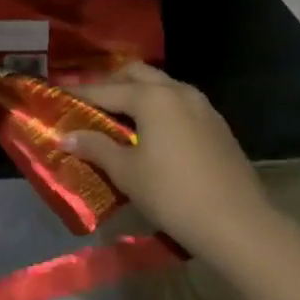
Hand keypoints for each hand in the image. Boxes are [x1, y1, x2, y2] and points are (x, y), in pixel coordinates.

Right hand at [64, 62, 275, 265]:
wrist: (240, 225)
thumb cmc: (174, 195)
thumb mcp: (127, 173)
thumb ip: (96, 148)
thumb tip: (66, 136)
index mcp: (152, 97)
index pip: (106, 90)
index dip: (80, 94)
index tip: (59, 95)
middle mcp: (177, 91)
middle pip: (137, 74)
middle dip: (112, 84)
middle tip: (91, 104)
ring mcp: (202, 106)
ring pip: (162, 86)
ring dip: (139, 94)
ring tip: (119, 117)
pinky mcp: (217, 125)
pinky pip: (180, 104)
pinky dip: (160, 108)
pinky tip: (153, 132)